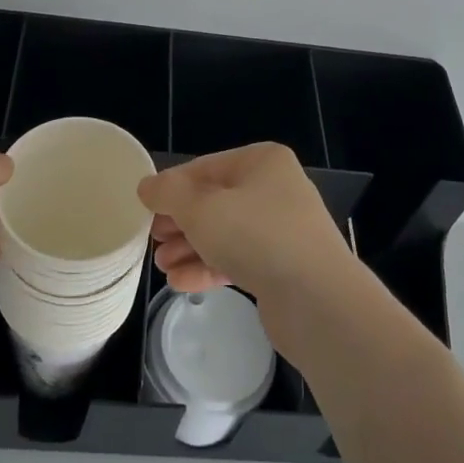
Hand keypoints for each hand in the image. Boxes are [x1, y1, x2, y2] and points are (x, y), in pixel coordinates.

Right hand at [139, 144, 353, 310]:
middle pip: (214, 201)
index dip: (172, 188)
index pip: (205, 167)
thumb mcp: (201, 208)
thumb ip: (168, 193)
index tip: (145, 210)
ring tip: (162, 265)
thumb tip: (147, 186)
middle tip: (152, 240)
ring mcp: (282, 229)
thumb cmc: (256, 236)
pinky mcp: (283, 266)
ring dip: (190, 248)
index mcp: (261, 162)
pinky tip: (180, 283)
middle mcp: (275, 189)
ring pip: (225, 232)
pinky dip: (210, 267)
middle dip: (180, 222)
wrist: (318, 300)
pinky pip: (239, 259)